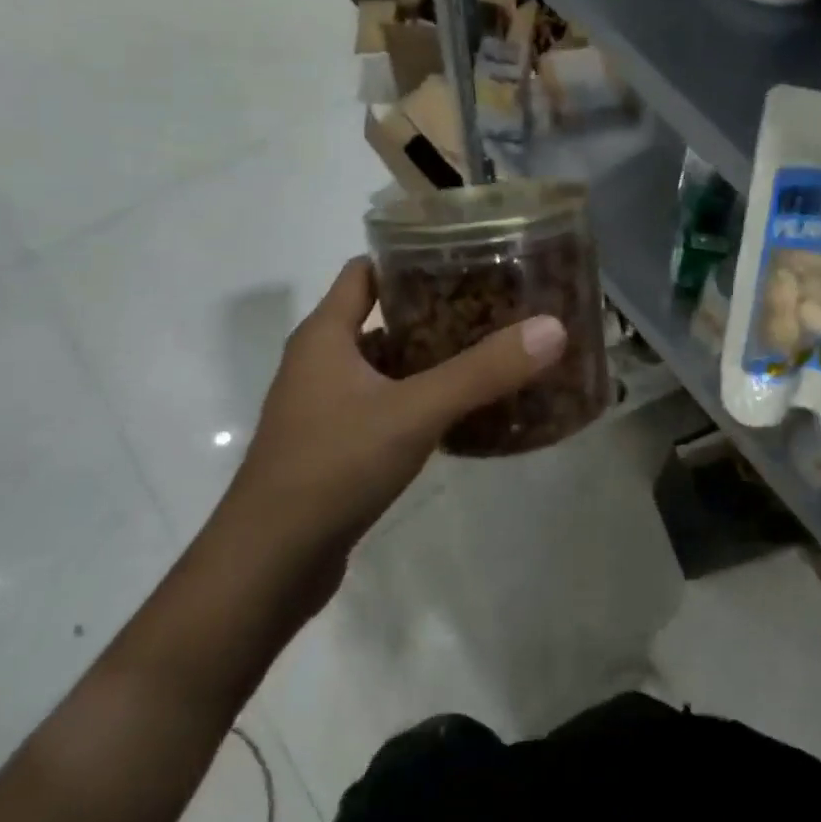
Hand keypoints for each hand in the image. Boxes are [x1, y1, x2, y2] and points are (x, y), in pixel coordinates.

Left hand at [217, 257, 565, 597]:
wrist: (268, 565)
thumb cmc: (333, 466)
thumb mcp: (415, 411)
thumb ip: (483, 371)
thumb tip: (552, 327)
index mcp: (325, 336)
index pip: (365, 272)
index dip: (409, 258)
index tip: (466, 256)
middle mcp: (321, 363)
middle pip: (382, 318)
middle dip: (436, 310)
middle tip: (496, 307)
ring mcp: (326, 408)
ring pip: (387, 366)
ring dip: (431, 359)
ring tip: (491, 354)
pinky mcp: (336, 447)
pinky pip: (386, 406)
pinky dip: (421, 400)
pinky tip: (463, 412)